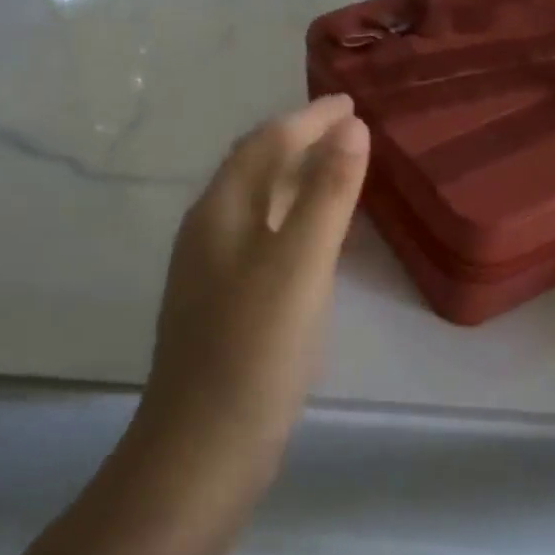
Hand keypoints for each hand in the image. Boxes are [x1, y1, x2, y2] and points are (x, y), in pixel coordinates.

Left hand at [135, 94, 369, 485]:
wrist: (201, 451)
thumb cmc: (256, 349)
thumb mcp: (301, 263)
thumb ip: (327, 191)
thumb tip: (352, 126)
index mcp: (220, 209)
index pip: (267, 141)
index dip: (310, 117)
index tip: (350, 103)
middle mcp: (208, 228)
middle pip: (255, 165)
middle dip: (299, 138)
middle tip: (347, 128)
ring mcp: (210, 267)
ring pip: (257, 201)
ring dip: (295, 176)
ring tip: (337, 167)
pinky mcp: (222, 301)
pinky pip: (261, 234)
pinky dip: (292, 216)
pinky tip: (314, 235)